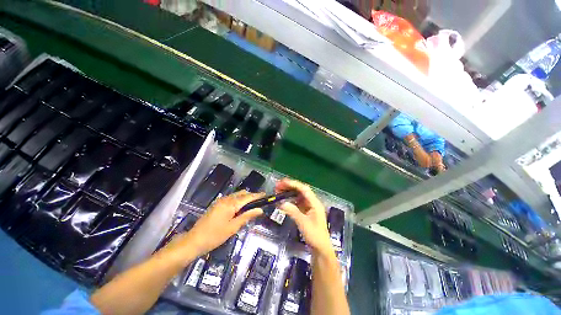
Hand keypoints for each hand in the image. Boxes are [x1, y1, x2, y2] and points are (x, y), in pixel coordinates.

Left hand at [179, 191, 263, 256]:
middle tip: (259, 203)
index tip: (266, 195)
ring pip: (237, 195)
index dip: (257, 195)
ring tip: (251, 207)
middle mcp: (226, 199)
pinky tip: (240, 209)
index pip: (248, 197)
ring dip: (245, 198)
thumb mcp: (233, 227)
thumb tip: (260, 209)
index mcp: (231, 204)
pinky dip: (238, 201)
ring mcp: (221, 201)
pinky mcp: (217, 204)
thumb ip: (247, 216)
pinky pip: (231, 199)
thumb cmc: (215, 236)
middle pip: (242, 193)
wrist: (194, 240)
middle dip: (252, 196)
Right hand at [276, 179, 332, 255]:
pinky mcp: (306, 212)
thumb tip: (281, 202)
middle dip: (290, 187)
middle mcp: (312, 202)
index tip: (283, 182)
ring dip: (289, 193)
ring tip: (279, 191)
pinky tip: (284, 201)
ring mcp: (309, 207)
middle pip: (301, 191)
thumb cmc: (314, 236)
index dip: (293, 184)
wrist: (321, 249)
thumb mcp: (303, 223)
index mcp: (314, 203)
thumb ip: (293, 211)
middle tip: (278, 186)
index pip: (304, 189)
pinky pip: (297, 202)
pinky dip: (290, 200)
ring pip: (298, 196)